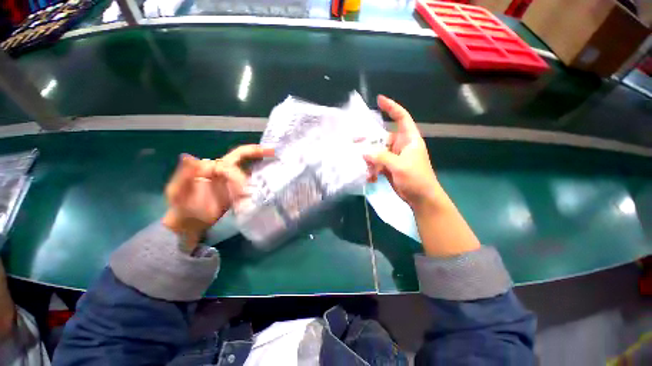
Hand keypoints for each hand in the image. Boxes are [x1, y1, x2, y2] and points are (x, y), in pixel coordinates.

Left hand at [162, 145, 273, 249]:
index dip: (238, 175)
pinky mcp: (238, 190)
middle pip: (241, 157)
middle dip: (256, 152)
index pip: (229, 164)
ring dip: (260, 169)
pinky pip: (251, 182)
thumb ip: (183, 175)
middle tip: (273, 152)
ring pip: (249, 169)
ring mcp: (232, 180)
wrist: (189, 224)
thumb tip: (189, 157)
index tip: (243, 191)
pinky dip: (259, 181)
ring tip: (273, 173)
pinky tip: (268, 184)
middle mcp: (223, 170)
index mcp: (209, 168)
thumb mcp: (177, 192)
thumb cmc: (182, 208)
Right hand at [364, 95, 440, 210]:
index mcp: (409, 139)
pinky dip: (372, 169)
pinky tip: (370, 177)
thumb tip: (364, 152)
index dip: (391, 107)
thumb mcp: (399, 166)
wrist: (421, 198)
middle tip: (354, 141)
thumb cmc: (416, 178)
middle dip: (369, 139)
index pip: (401, 117)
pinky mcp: (389, 167)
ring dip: (369, 158)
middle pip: (382, 136)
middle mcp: (401, 145)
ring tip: (361, 164)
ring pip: (377, 151)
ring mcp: (394, 157)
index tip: (379, 100)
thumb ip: (381, 157)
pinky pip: (377, 163)